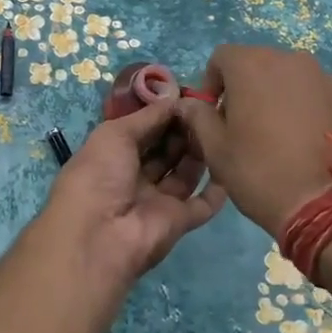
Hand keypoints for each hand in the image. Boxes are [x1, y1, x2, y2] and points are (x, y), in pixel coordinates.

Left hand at [38, 99, 226, 290]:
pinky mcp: (179, 222)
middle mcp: (134, 178)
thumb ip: (146, 117)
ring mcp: (157, 202)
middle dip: (183, 131)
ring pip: (184, 174)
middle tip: (207, 109)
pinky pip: (202, 205)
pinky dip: (217, 190)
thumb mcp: (114, 134)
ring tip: (219, 126)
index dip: (162, 115)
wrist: (101, 236)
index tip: (187, 97)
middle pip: (165, 152)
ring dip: (199, 153)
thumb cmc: (99, 175)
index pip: (142, 132)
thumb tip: (173, 98)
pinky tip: (232, 164)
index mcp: (112, 157)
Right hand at [173, 44, 331, 236]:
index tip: (212, 115)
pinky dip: (297, 105)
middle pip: (255, 63)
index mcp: (251, 65)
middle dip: (241, 87)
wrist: (326, 204)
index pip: (221, 58)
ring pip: (284, 77)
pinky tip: (296, 139)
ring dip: (271, 95)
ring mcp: (320, 77)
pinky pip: (308, 92)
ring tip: (270, 133)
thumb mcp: (215, 148)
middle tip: (238, 125)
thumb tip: (190, 104)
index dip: (211, 84)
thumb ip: (197, 117)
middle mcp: (288, 59)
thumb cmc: (259, 171)